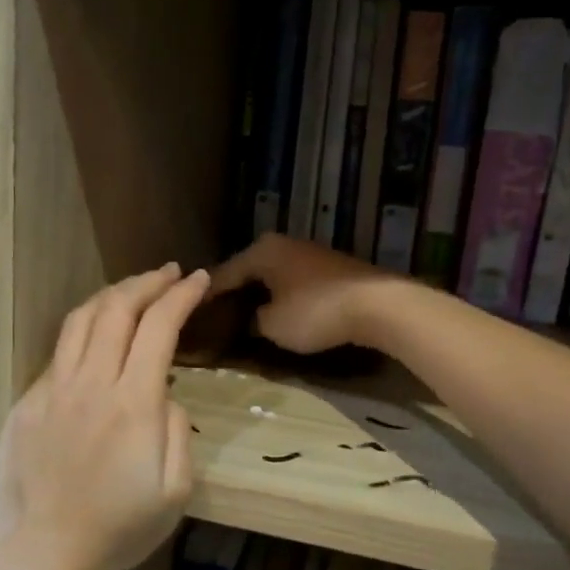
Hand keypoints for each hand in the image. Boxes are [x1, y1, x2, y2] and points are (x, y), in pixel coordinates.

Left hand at [0, 263, 208, 569]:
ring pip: (80, 321)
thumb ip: (178, 431)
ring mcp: (52, 390)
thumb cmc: (120, 528)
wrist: (45, 553)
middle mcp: (91, 382)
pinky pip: (57, 355)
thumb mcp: (176, 490)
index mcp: (133, 401)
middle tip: (169, 273)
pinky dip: (82, 333)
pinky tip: (93, 341)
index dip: (181, 296)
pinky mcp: (26, 404)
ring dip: (111, 296)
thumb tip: (165, 395)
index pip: (159, 326)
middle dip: (148, 282)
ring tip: (132, 290)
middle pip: (117, 310)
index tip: (199, 280)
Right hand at [206, 234, 410, 354]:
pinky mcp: (329, 268)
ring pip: (272, 276)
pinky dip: (282, 296)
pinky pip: (293, 282)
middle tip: (217, 318)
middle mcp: (282, 244)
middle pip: (248, 271)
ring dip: (260, 295)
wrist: (378, 305)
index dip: (206, 297)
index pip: (223, 274)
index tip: (191, 315)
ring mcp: (308, 253)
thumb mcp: (272, 325)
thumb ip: (252, 320)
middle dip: (234, 294)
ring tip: (246, 317)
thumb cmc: (316, 312)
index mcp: (261, 251)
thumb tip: (250, 318)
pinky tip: (279, 312)